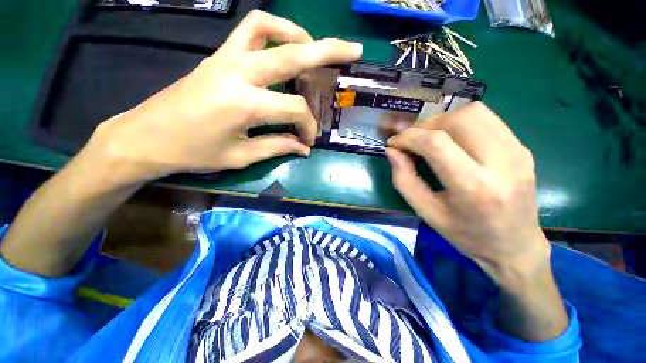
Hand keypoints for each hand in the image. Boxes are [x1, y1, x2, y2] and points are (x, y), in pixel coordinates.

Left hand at [88, 10, 362, 181]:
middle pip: (293, 53)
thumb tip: (303, 148)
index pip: (295, 110)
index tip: (308, 141)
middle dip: (328, 51)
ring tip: (315, 51)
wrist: (146, 136)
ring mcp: (226, 57)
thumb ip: (278, 147)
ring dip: (299, 35)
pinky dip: (274, 31)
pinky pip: (250, 30)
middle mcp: (239, 72)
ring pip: (269, 28)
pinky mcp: (219, 55)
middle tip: (352, 51)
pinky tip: (284, 48)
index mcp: (245, 104)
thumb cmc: (194, 153)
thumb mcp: (241, 156)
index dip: (308, 127)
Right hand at [386, 102, 548, 282]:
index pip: (436, 144)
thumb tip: (392, 151)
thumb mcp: (426, 212)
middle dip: (426, 126)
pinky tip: (454, 142)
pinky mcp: (522, 148)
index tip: (393, 143)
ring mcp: (517, 152)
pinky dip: (461, 124)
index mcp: (474, 188)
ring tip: (431, 139)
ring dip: (443, 121)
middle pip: (457, 119)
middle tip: (413, 142)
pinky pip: (487, 119)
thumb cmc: (465, 234)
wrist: (515, 246)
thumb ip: (404, 179)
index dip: (408, 137)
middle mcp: (502, 163)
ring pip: (474, 112)